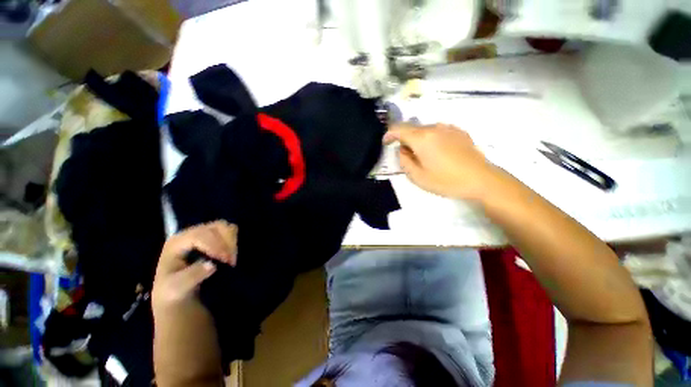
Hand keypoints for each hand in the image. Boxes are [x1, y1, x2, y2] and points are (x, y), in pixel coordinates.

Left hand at [152, 220, 237, 310]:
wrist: (175, 294)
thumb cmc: (173, 291)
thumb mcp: (176, 288)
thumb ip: (191, 276)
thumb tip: (212, 265)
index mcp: (176, 242)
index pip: (200, 236)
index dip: (215, 245)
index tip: (226, 261)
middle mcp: (190, 233)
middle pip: (216, 227)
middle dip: (227, 242)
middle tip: (230, 260)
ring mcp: (203, 233)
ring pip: (225, 227)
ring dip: (232, 241)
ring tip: (231, 258)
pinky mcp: (213, 237)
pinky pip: (229, 232)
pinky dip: (233, 241)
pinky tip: (231, 255)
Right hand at [383, 123, 497, 200]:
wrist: (481, 179)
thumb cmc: (446, 181)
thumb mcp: (418, 177)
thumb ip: (404, 161)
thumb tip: (402, 150)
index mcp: (422, 138)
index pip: (398, 129)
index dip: (389, 134)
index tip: (386, 143)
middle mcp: (434, 128)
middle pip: (412, 129)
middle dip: (405, 140)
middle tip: (407, 157)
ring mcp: (448, 128)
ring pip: (425, 130)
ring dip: (419, 140)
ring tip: (424, 157)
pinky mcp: (459, 132)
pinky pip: (438, 132)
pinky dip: (432, 139)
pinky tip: (439, 153)